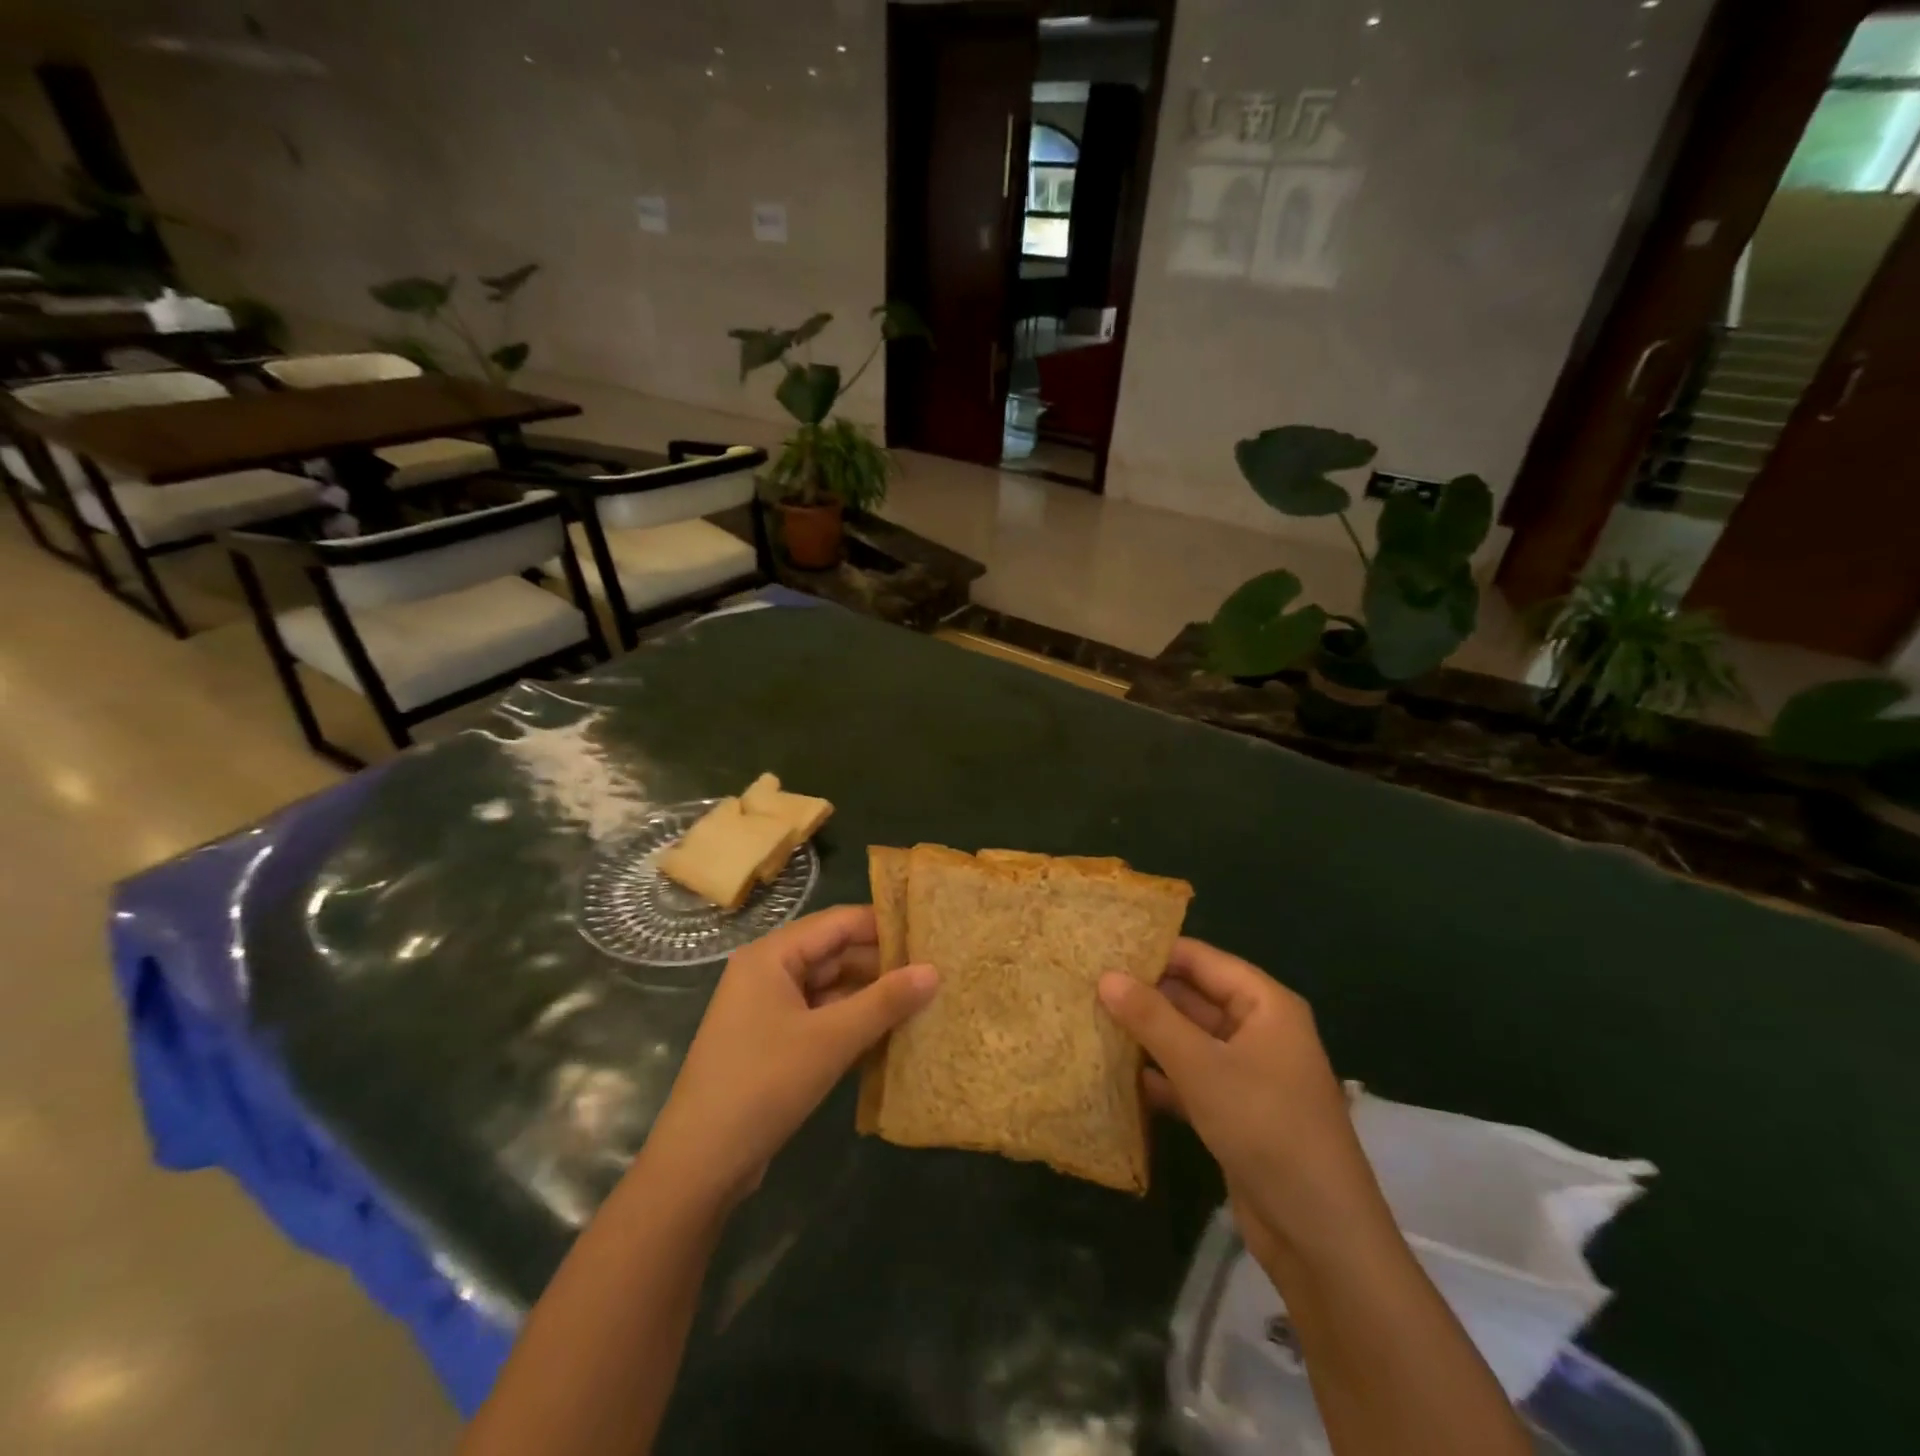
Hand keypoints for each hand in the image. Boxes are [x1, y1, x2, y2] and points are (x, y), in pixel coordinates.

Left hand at [640, 905, 937, 1212]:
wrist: (699, 1165)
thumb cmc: (764, 1085)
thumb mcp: (831, 1039)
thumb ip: (885, 1001)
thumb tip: (935, 970)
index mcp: (772, 955)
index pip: (839, 922)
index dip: (885, 926)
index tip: (931, 935)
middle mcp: (768, 971)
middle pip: (834, 952)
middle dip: (882, 964)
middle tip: (936, 972)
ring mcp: (768, 1008)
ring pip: (830, 987)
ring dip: (870, 996)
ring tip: (923, 1001)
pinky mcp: (773, 1041)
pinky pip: (821, 1016)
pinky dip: (852, 1022)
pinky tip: (890, 1033)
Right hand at [1098, 940, 1386, 1262]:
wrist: (1320, 1238)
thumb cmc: (1266, 1129)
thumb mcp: (1203, 1067)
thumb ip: (1152, 1018)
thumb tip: (1105, 976)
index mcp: (1265, 1005)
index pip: (1201, 959)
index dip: (1154, 951)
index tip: (1102, 947)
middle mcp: (1257, 1030)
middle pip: (1193, 997)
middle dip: (1144, 994)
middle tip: (1085, 984)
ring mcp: (1246, 1072)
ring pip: (1187, 1039)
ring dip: (1146, 1035)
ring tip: (1089, 1019)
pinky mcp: (1233, 1110)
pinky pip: (1188, 1077)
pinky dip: (1157, 1075)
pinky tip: (1113, 1075)